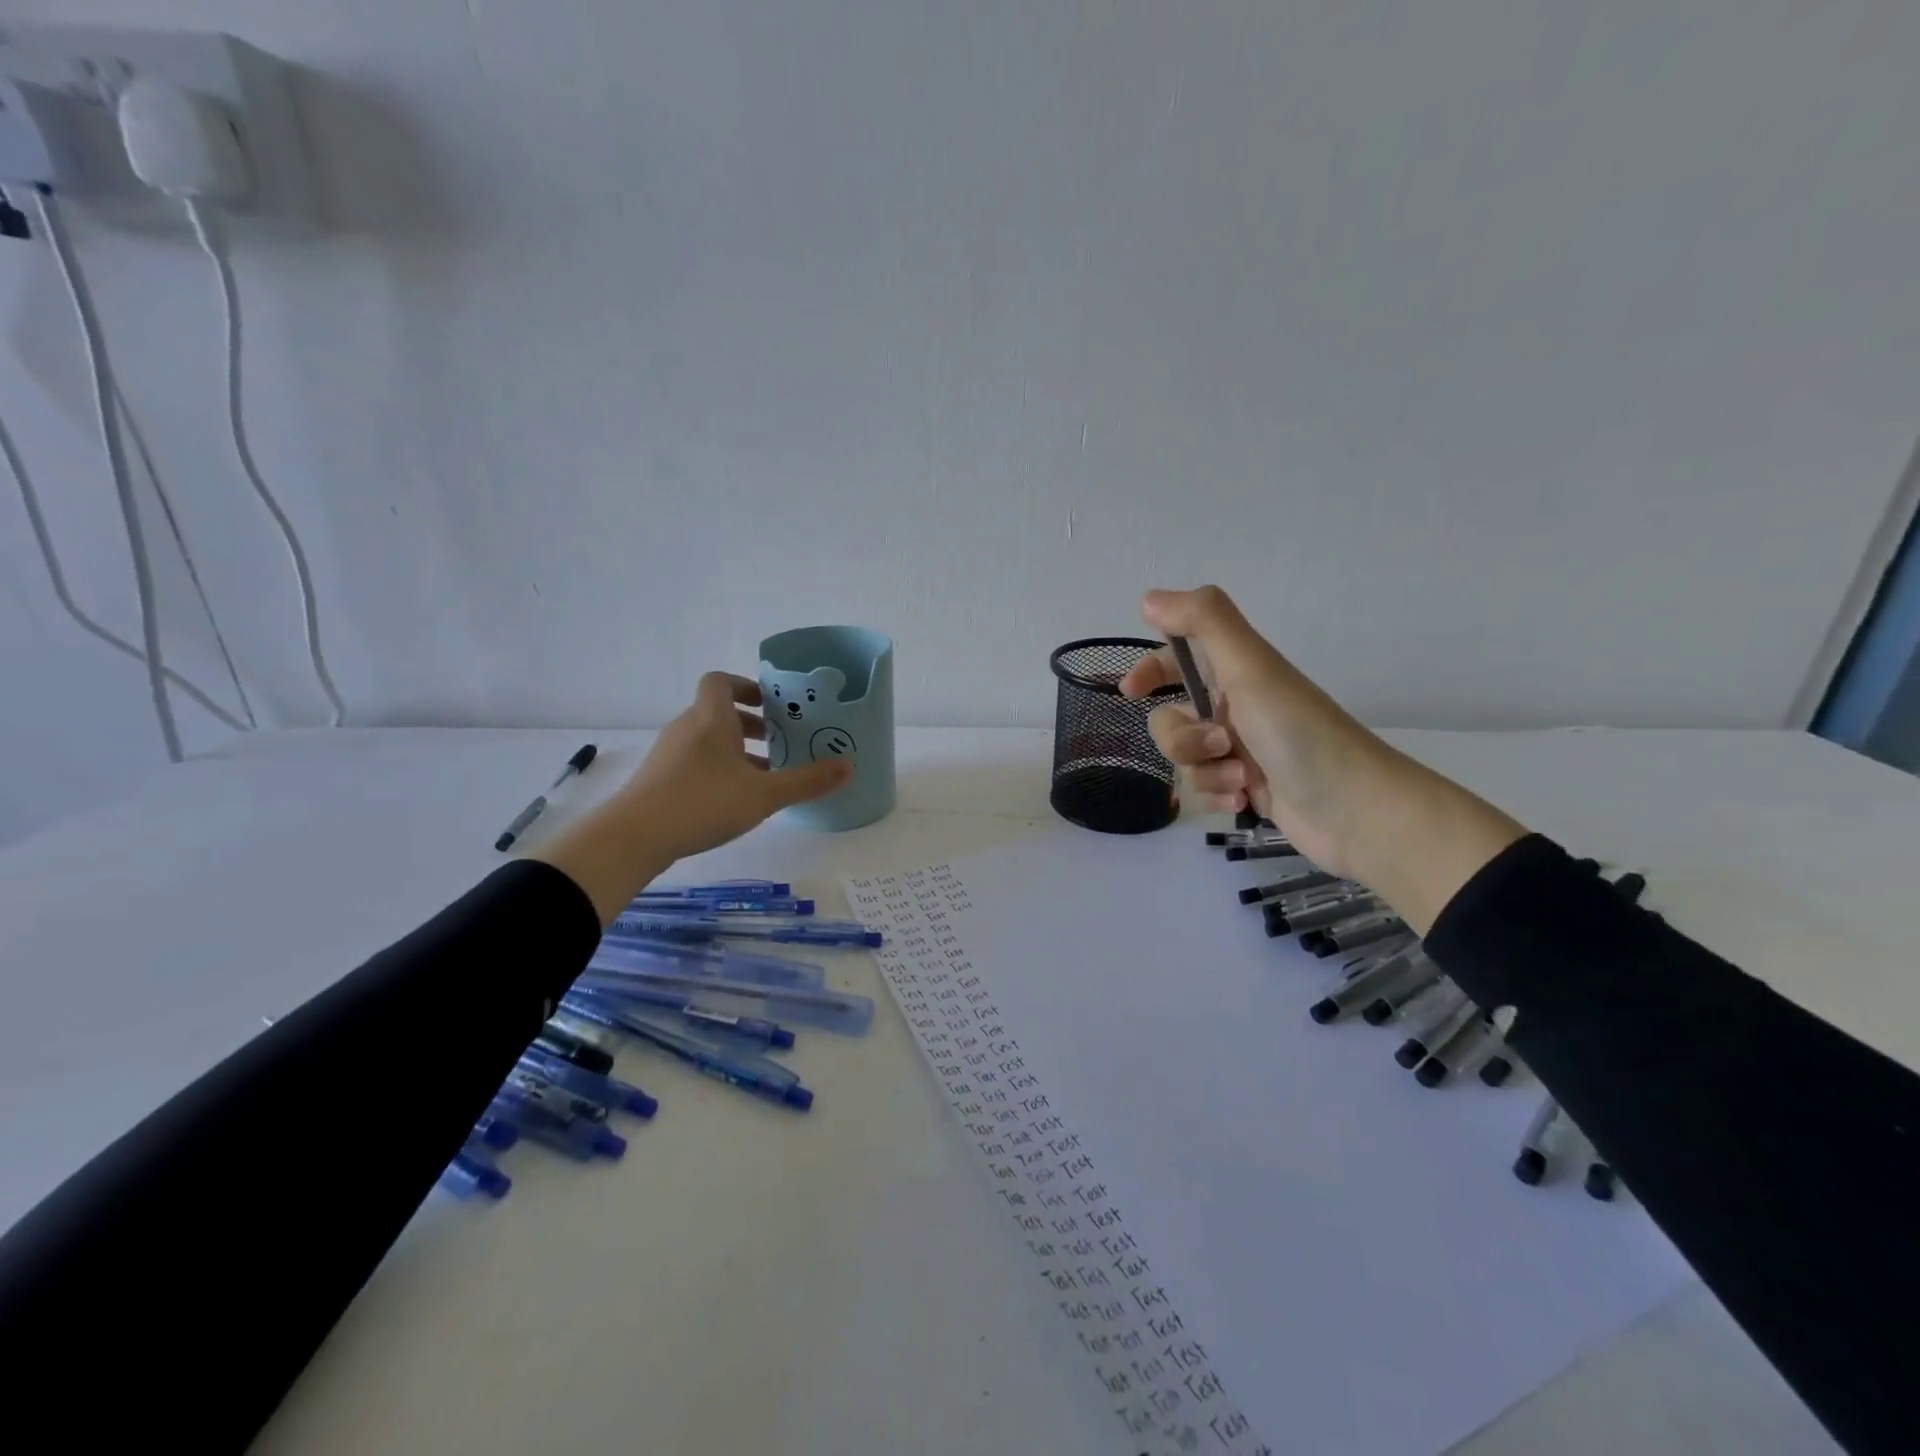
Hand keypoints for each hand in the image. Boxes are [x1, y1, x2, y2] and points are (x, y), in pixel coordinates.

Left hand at [619, 672, 851, 860]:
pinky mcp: (659, 778)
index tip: (770, 705)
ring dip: (735, 750)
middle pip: (718, 712)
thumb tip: (849, 767)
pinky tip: (734, 799)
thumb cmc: (703, 802)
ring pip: (706, 739)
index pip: (720, 681)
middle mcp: (687, 727)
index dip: (745, 686)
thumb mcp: (765, 794)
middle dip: (750, 724)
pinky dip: (717, 769)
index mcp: (711, 718)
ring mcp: (668, 753)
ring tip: (763, 776)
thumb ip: (807, 781)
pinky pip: (694, 761)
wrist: (635, 837)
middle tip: (778, 742)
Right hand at [1120, 586, 1525, 930]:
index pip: (1180, 659)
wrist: (1355, 809)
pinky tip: (1246, 803)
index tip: (1131, 692)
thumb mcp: (1250, 668)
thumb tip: (1149, 597)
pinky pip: (1204, 792)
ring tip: (1244, 780)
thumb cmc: (1299, 733)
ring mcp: (1241, 752)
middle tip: (1219, 743)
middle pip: (1173, 720)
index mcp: (1237, 675)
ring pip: (1186, 761)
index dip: (1151, 669)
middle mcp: (1236, 709)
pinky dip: (1219, 797)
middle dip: (1183, 739)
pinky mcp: (1247, 790)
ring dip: (1206, 772)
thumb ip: (1204, 622)